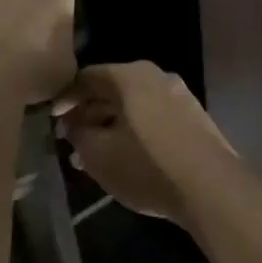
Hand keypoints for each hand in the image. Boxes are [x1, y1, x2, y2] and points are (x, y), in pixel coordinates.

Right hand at [52, 63, 234, 222]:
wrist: (210, 187)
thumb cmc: (147, 166)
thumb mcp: (99, 155)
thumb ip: (79, 135)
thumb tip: (73, 126)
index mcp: (131, 75)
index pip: (88, 76)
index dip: (65, 97)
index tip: (51, 119)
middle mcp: (157, 76)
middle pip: (112, 89)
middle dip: (88, 113)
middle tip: (68, 140)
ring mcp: (179, 95)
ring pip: (133, 105)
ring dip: (109, 126)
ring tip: (91, 156)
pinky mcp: (193, 118)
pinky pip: (153, 117)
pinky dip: (132, 131)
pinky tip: (123, 158)